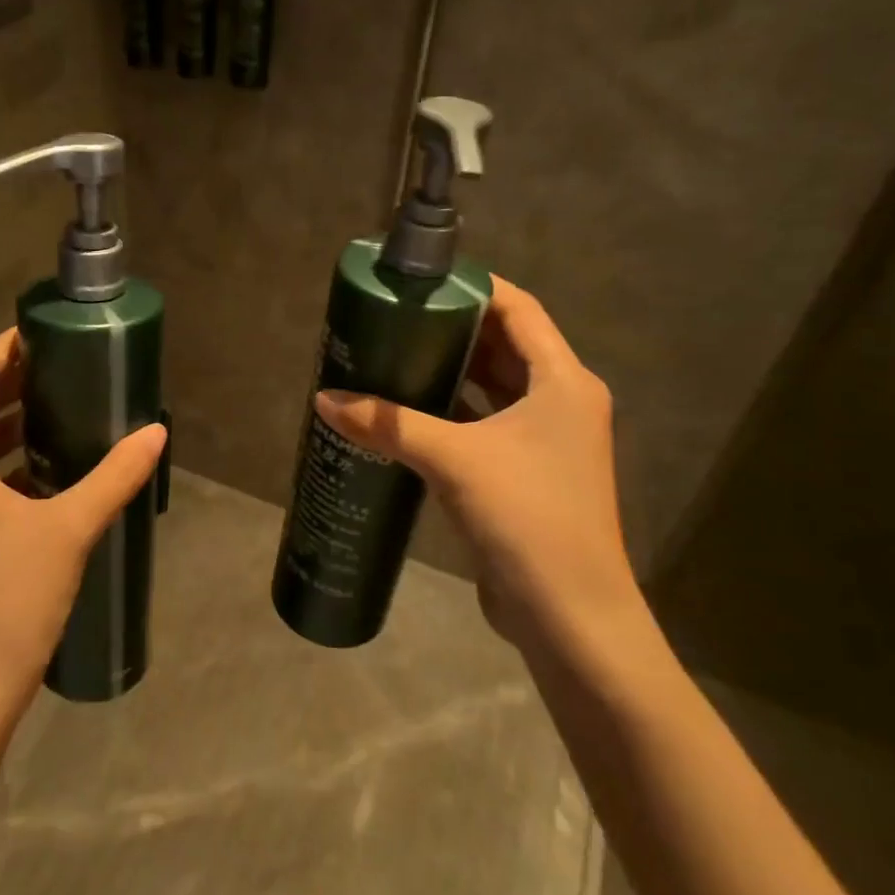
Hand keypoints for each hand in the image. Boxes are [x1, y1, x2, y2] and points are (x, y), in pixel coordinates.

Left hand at [0, 328, 165, 725]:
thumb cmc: (12, 597)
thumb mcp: (70, 528)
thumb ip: (114, 476)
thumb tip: (156, 433)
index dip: (0, 353)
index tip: (38, 332)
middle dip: (10, 386)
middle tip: (59, 365)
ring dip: (10, 426)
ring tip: (60, 409)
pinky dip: (9, 464)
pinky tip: (50, 472)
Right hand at [314, 278, 639, 656]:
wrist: (570, 615)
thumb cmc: (527, 517)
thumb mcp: (454, 460)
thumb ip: (388, 424)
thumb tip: (324, 398)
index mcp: (563, 382)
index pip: (519, 310)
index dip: (474, 287)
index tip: (423, 279)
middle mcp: (560, 402)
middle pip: (504, 345)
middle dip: (452, 328)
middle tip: (396, 316)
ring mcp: (545, 440)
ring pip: (492, 387)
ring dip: (449, 371)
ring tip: (393, 354)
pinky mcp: (524, 472)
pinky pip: (483, 423)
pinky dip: (450, 411)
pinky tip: (406, 411)